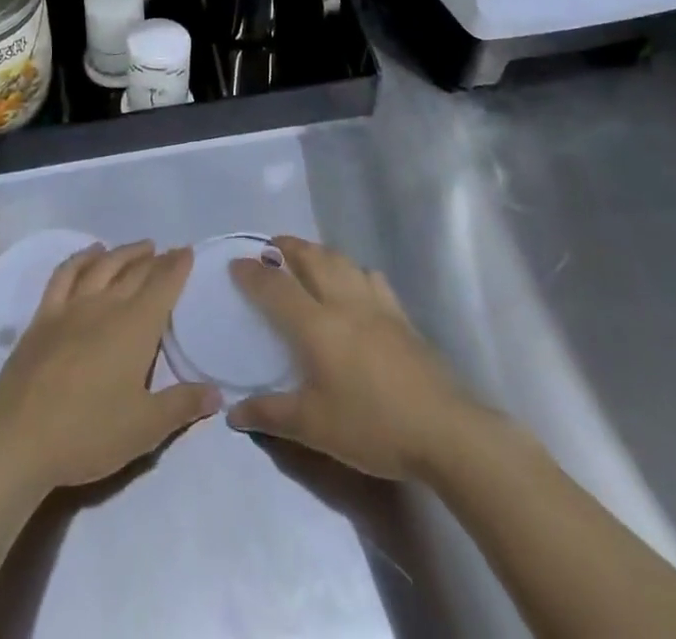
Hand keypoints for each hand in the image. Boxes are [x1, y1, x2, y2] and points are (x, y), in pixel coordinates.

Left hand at [0, 241, 219, 493]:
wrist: (18, 437)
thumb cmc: (88, 433)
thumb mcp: (145, 429)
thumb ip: (182, 406)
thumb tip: (218, 393)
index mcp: (136, 326)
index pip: (163, 285)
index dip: (177, 266)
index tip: (187, 251)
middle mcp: (107, 305)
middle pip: (136, 272)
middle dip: (156, 259)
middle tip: (168, 252)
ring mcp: (72, 306)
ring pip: (104, 266)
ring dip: (124, 252)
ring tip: (140, 247)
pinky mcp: (44, 316)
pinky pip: (65, 274)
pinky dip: (81, 258)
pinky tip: (90, 253)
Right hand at [227, 236, 471, 480]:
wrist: (443, 428)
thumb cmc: (372, 425)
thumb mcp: (314, 427)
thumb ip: (270, 414)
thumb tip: (232, 414)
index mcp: (316, 324)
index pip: (275, 287)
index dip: (252, 273)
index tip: (235, 263)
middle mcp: (343, 302)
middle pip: (311, 258)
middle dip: (286, 247)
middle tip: (270, 248)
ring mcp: (376, 304)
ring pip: (341, 261)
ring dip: (318, 252)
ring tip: (307, 257)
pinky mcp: (400, 315)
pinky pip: (371, 278)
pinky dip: (354, 271)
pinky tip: (355, 283)